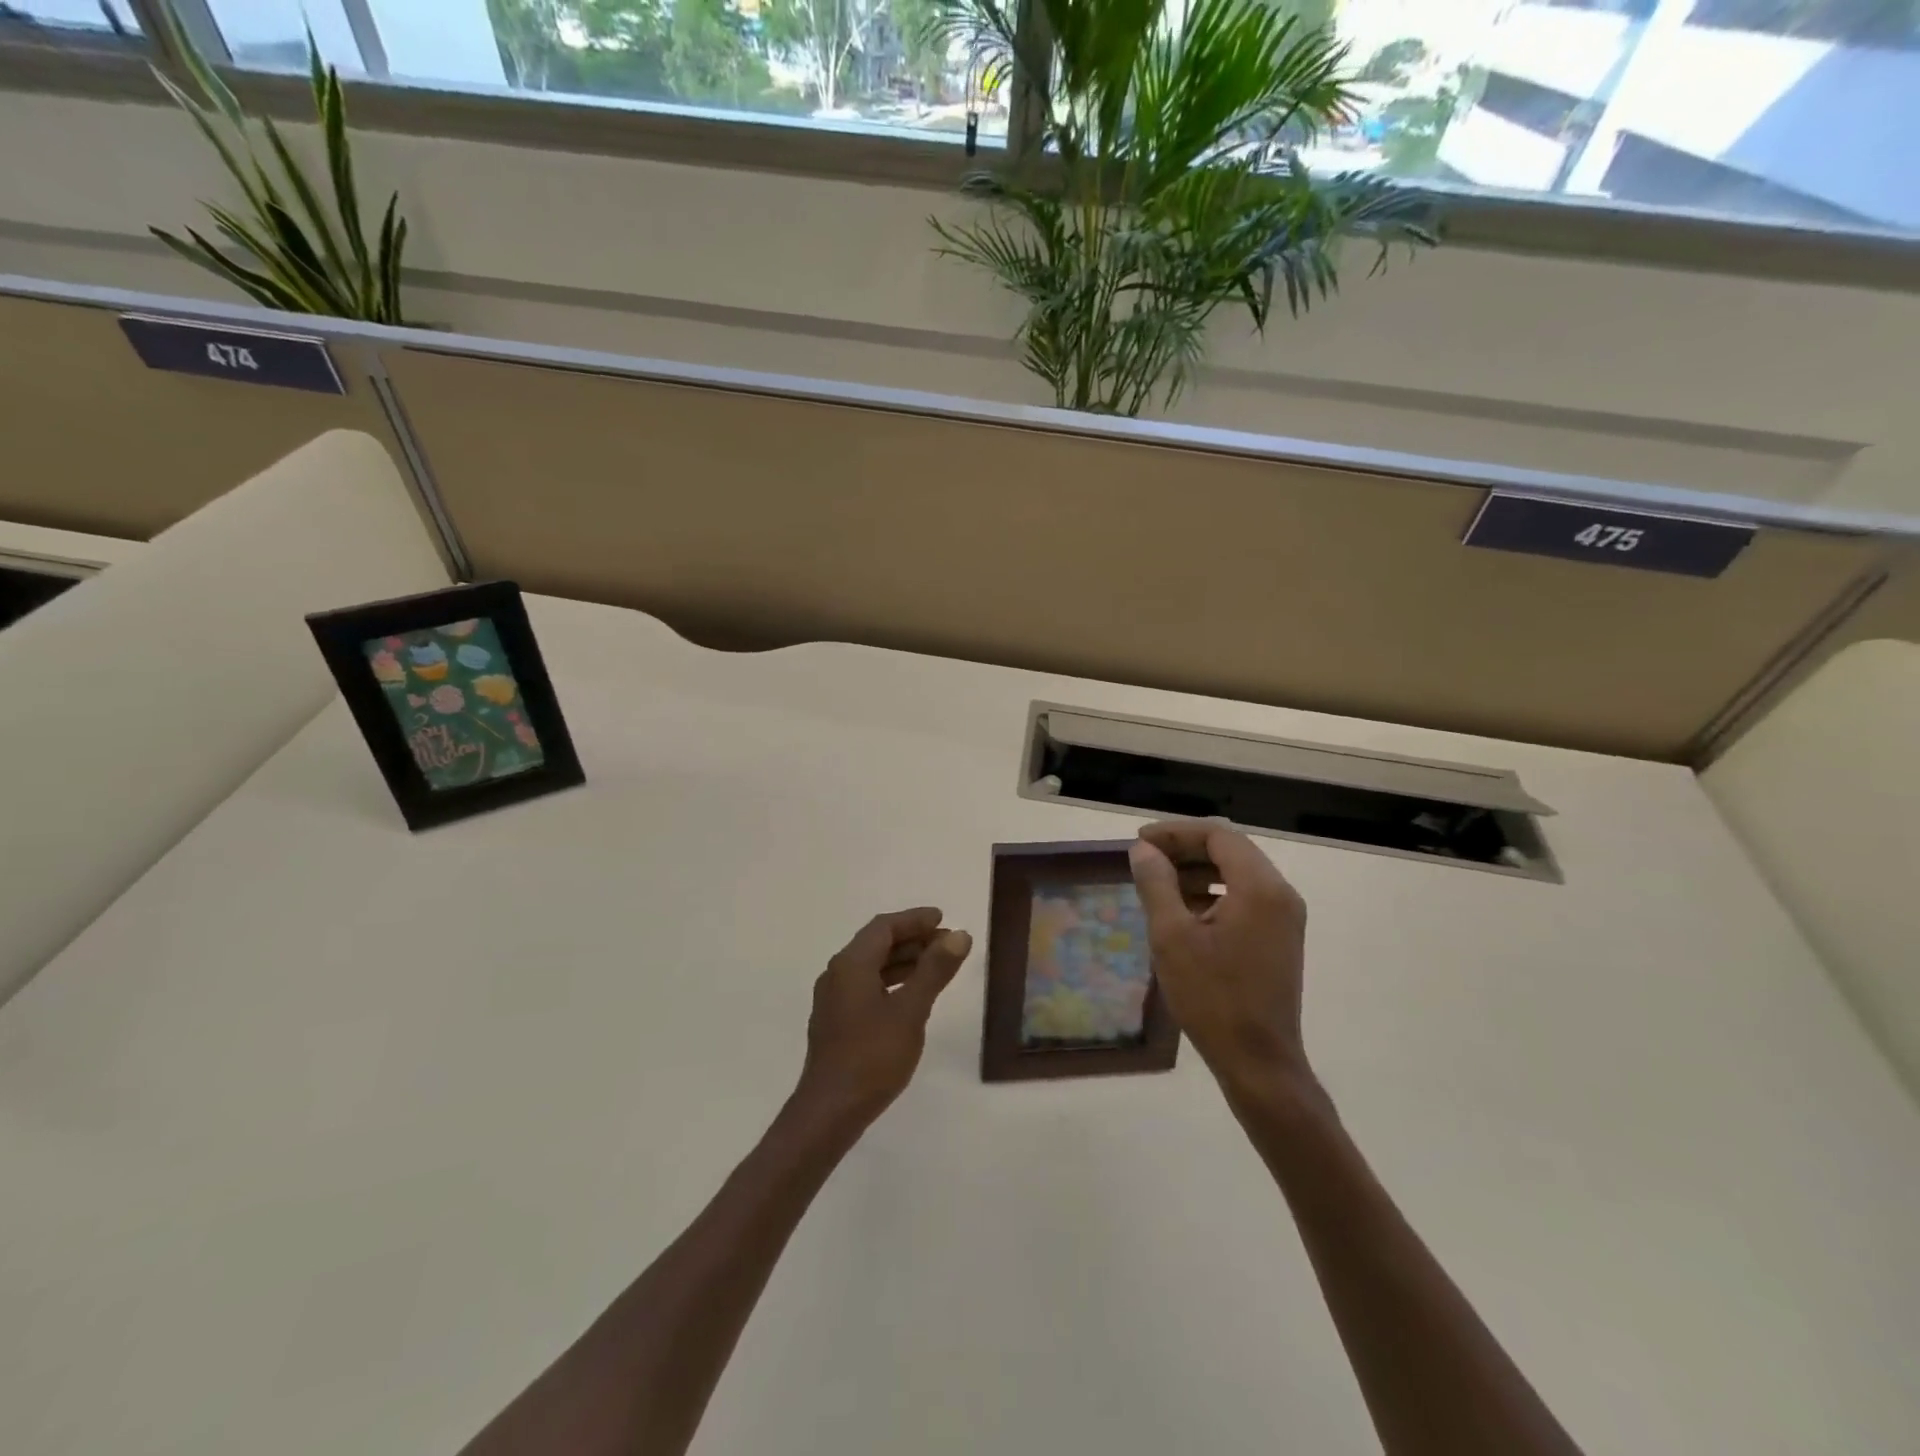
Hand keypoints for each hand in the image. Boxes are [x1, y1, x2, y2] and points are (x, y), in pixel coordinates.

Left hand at [794, 908, 972, 1127]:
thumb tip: (959, 935)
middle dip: (912, 939)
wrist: (829, 1111)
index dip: (914, 919)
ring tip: (937, 967)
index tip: (943, 918)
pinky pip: (867, 986)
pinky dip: (892, 981)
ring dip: (904, 961)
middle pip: (876, 943)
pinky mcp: (836, 1021)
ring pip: (872, 966)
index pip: (884, 927)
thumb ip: (935, 970)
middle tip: (948, 943)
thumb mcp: (911, 1011)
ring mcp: (834, 999)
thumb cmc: (872, 1057)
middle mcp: (837, 974)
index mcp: (851, 964)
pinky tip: (911, 996)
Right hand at [1128, 821, 1312, 1100]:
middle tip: (1144, 860)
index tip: (1139, 842)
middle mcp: (1280, 894)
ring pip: (1237, 874)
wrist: (1258, 1061)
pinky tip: (1183, 913)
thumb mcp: (1172, 936)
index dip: (1175, 833)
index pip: (1218, 836)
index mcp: (1260, 887)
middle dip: (1185, 850)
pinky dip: (1213, 894)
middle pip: (1230, 851)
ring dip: (1197, 871)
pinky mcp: (1280, 938)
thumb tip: (1144, 851)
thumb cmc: (1212, 997)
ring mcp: (1285, 917)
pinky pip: (1245, 898)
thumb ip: (1156, 884)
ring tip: (1158, 885)